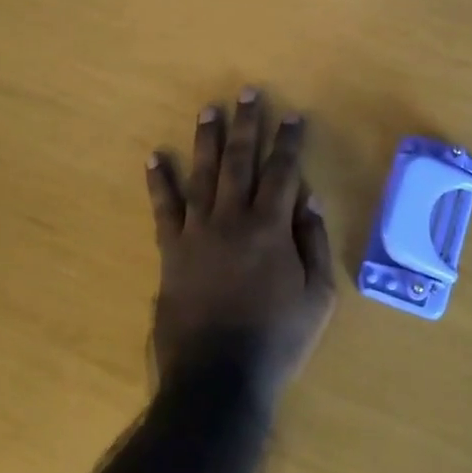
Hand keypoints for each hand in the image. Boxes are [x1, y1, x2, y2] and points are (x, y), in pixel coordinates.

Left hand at [145, 90, 336, 411]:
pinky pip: (163, 209)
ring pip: (203, 174)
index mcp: (270, 228)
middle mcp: (232, 219)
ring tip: (209, 110)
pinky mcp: (171, 251)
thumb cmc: (277, 340)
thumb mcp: (317, 297)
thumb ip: (314, 244)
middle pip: (241, 161)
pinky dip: (159, 181)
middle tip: (247, 93)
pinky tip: (154, 156)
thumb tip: (309, 199)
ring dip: (207, 140)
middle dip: (246, 124)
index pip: (282, 172)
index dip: (288, 142)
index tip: (291, 116)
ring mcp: (197, 233)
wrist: (217, 379)